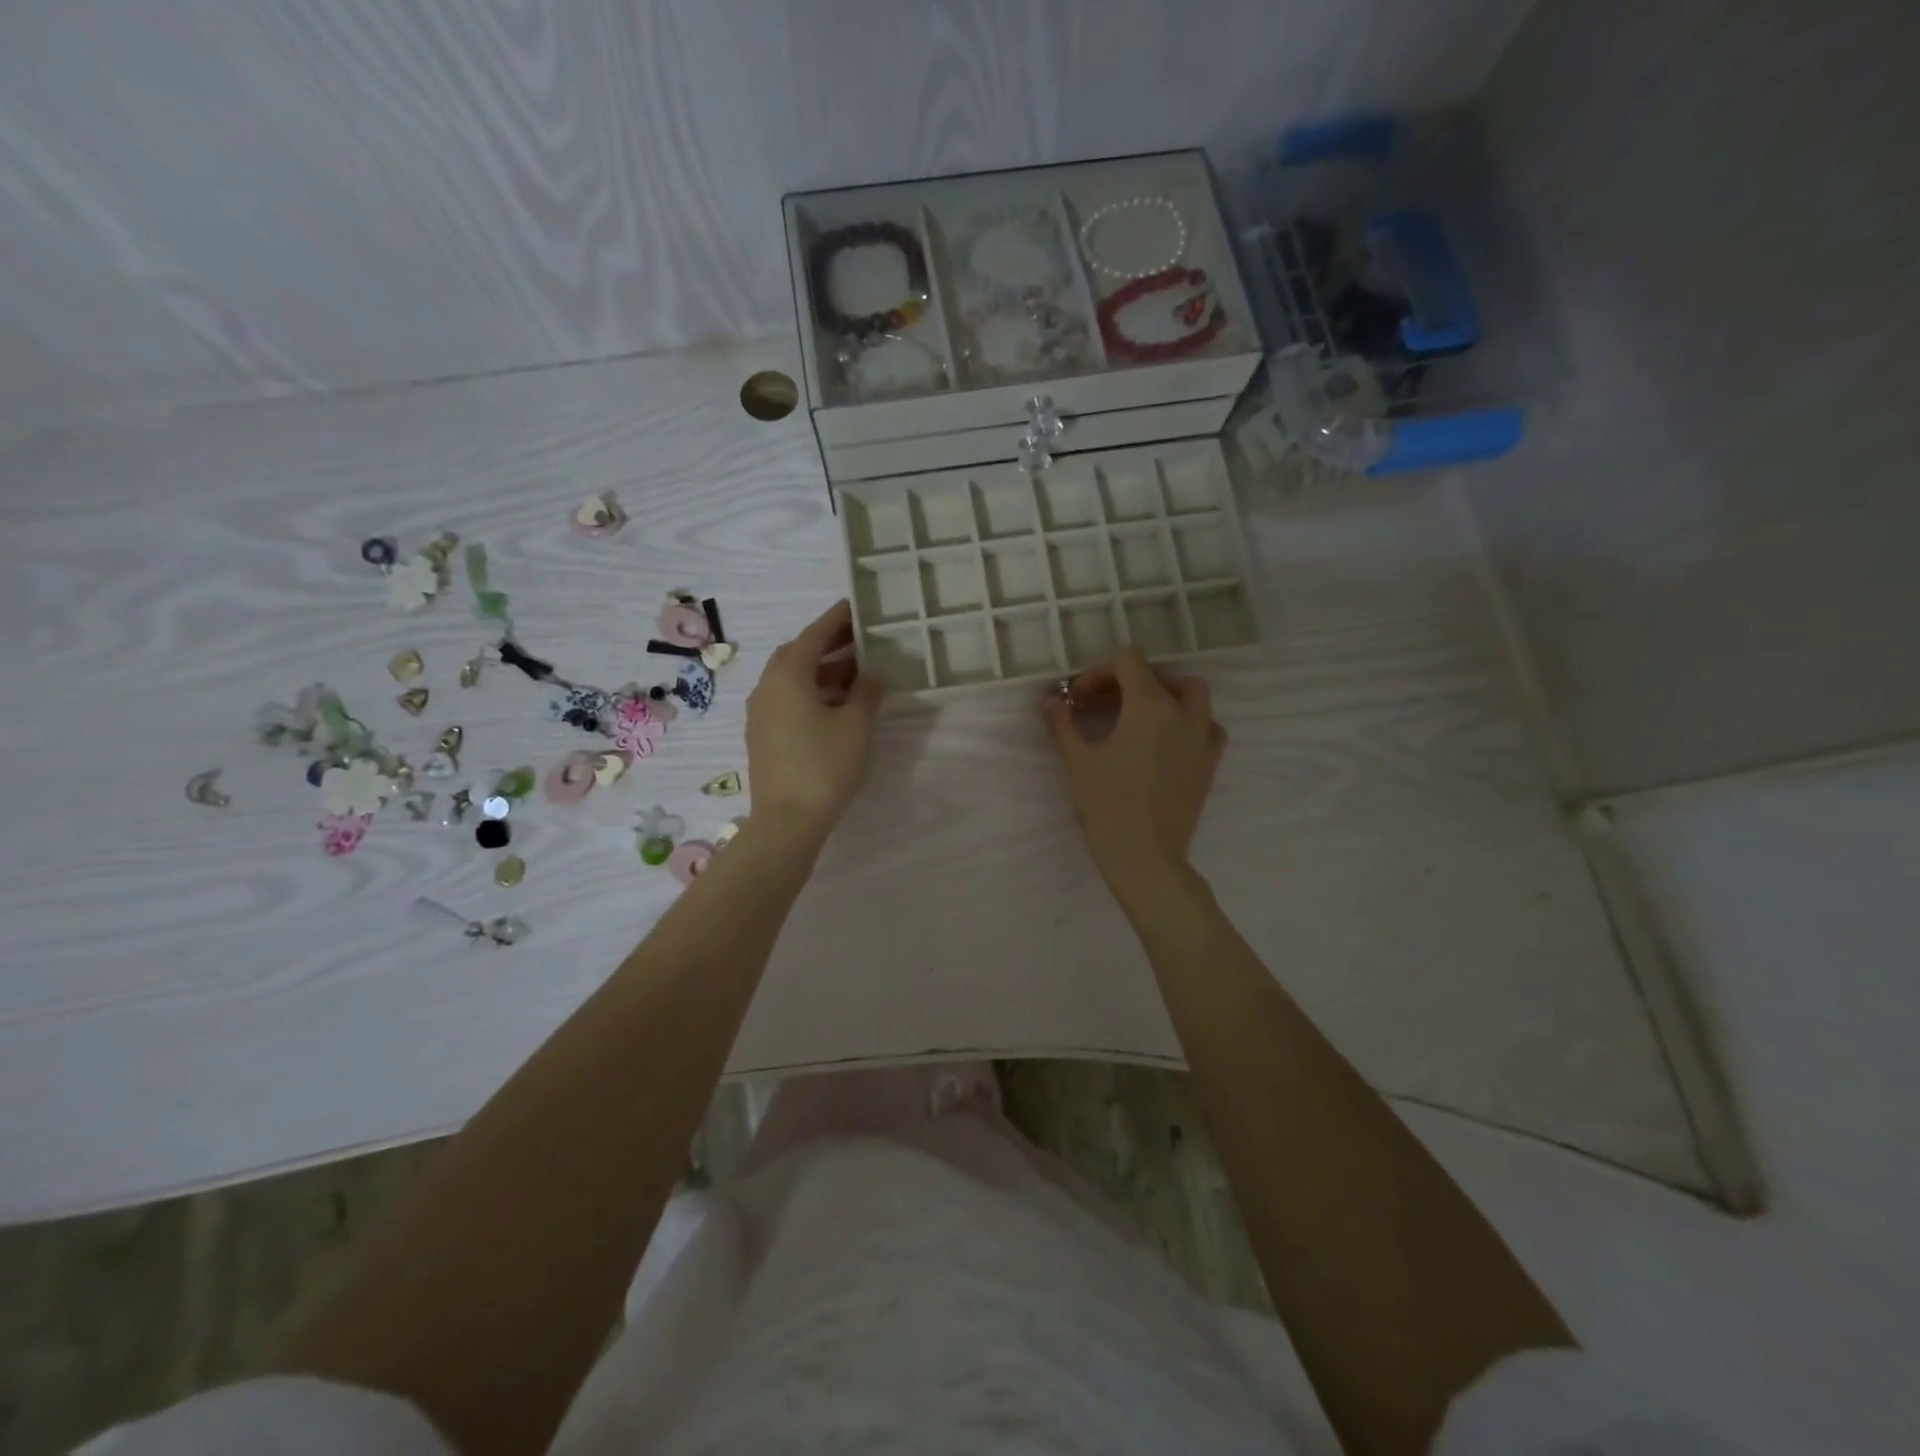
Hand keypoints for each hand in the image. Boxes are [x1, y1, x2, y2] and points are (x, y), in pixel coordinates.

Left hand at [746, 600, 882, 842]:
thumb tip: (874, 675)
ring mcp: (761, 711)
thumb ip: (868, 692)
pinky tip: (837, 705)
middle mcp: (767, 686)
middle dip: (831, 645)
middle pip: (799, 654)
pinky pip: (788, 699)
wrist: (787, 819)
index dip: (837, 619)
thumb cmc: (824, 765)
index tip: (856, 607)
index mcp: (788, 675)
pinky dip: (812, 692)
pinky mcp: (763, 734)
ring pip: (793, 679)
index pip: (814, 635)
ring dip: (823, 671)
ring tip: (858, 674)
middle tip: (862, 640)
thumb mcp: (856, 725)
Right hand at [1042, 648, 1225, 905]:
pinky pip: (1208, 727)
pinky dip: (1190, 722)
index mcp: (1149, 707)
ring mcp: (1201, 739)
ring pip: (1194, 695)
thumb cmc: (1107, 806)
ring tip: (1140, 714)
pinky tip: (1169, 740)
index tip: (1078, 699)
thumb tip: (1051, 701)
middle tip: (1104, 704)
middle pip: (1161, 675)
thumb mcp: (1077, 762)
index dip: (1099, 672)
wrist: (1145, 857)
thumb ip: (1063, 724)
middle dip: (1130, 681)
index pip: (1128, 662)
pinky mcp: (1209, 764)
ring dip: (1166, 694)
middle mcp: (1182, 714)